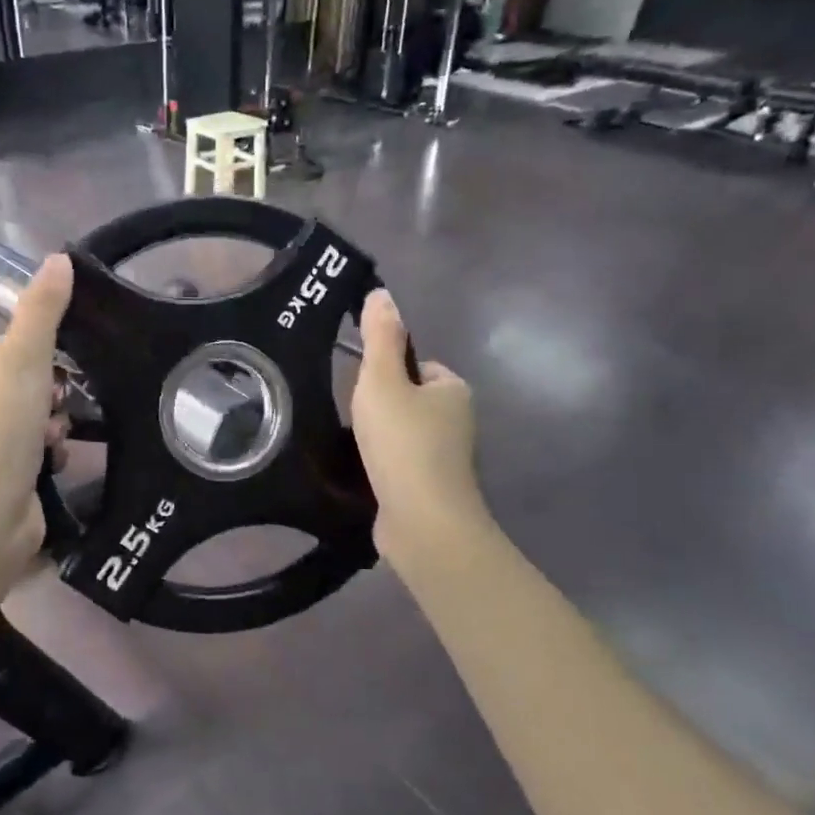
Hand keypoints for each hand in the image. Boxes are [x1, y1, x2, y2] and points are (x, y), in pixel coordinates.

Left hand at [0, 254, 72, 580]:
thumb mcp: (24, 357)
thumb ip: (43, 308)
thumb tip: (59, 257)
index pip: (4, 340)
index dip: (35, 351)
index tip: (52, 368)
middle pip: (22, 377)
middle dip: (48, 391)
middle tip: (56, 405)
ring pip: (32, 413)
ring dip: (52, 422)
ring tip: (54, 437)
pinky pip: (31, 446)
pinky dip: (47, 450)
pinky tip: (53, 461)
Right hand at [351, 289, 483, 562]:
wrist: (423, 521)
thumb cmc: (403, 442)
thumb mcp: (382, 380)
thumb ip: (380, 338)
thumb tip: (381, 293)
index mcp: (454, 390)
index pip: (418, 366)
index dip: (387, 372)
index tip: (364, 389)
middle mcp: (458, 421)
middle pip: (408, 400)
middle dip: (380, 408)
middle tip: (357, 419)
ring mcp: (447, 458)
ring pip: (403, 433)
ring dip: (379, 438)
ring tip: (357, 447)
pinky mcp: (432, 488)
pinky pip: (401, 462)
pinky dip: (383, 465)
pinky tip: (365, 472)